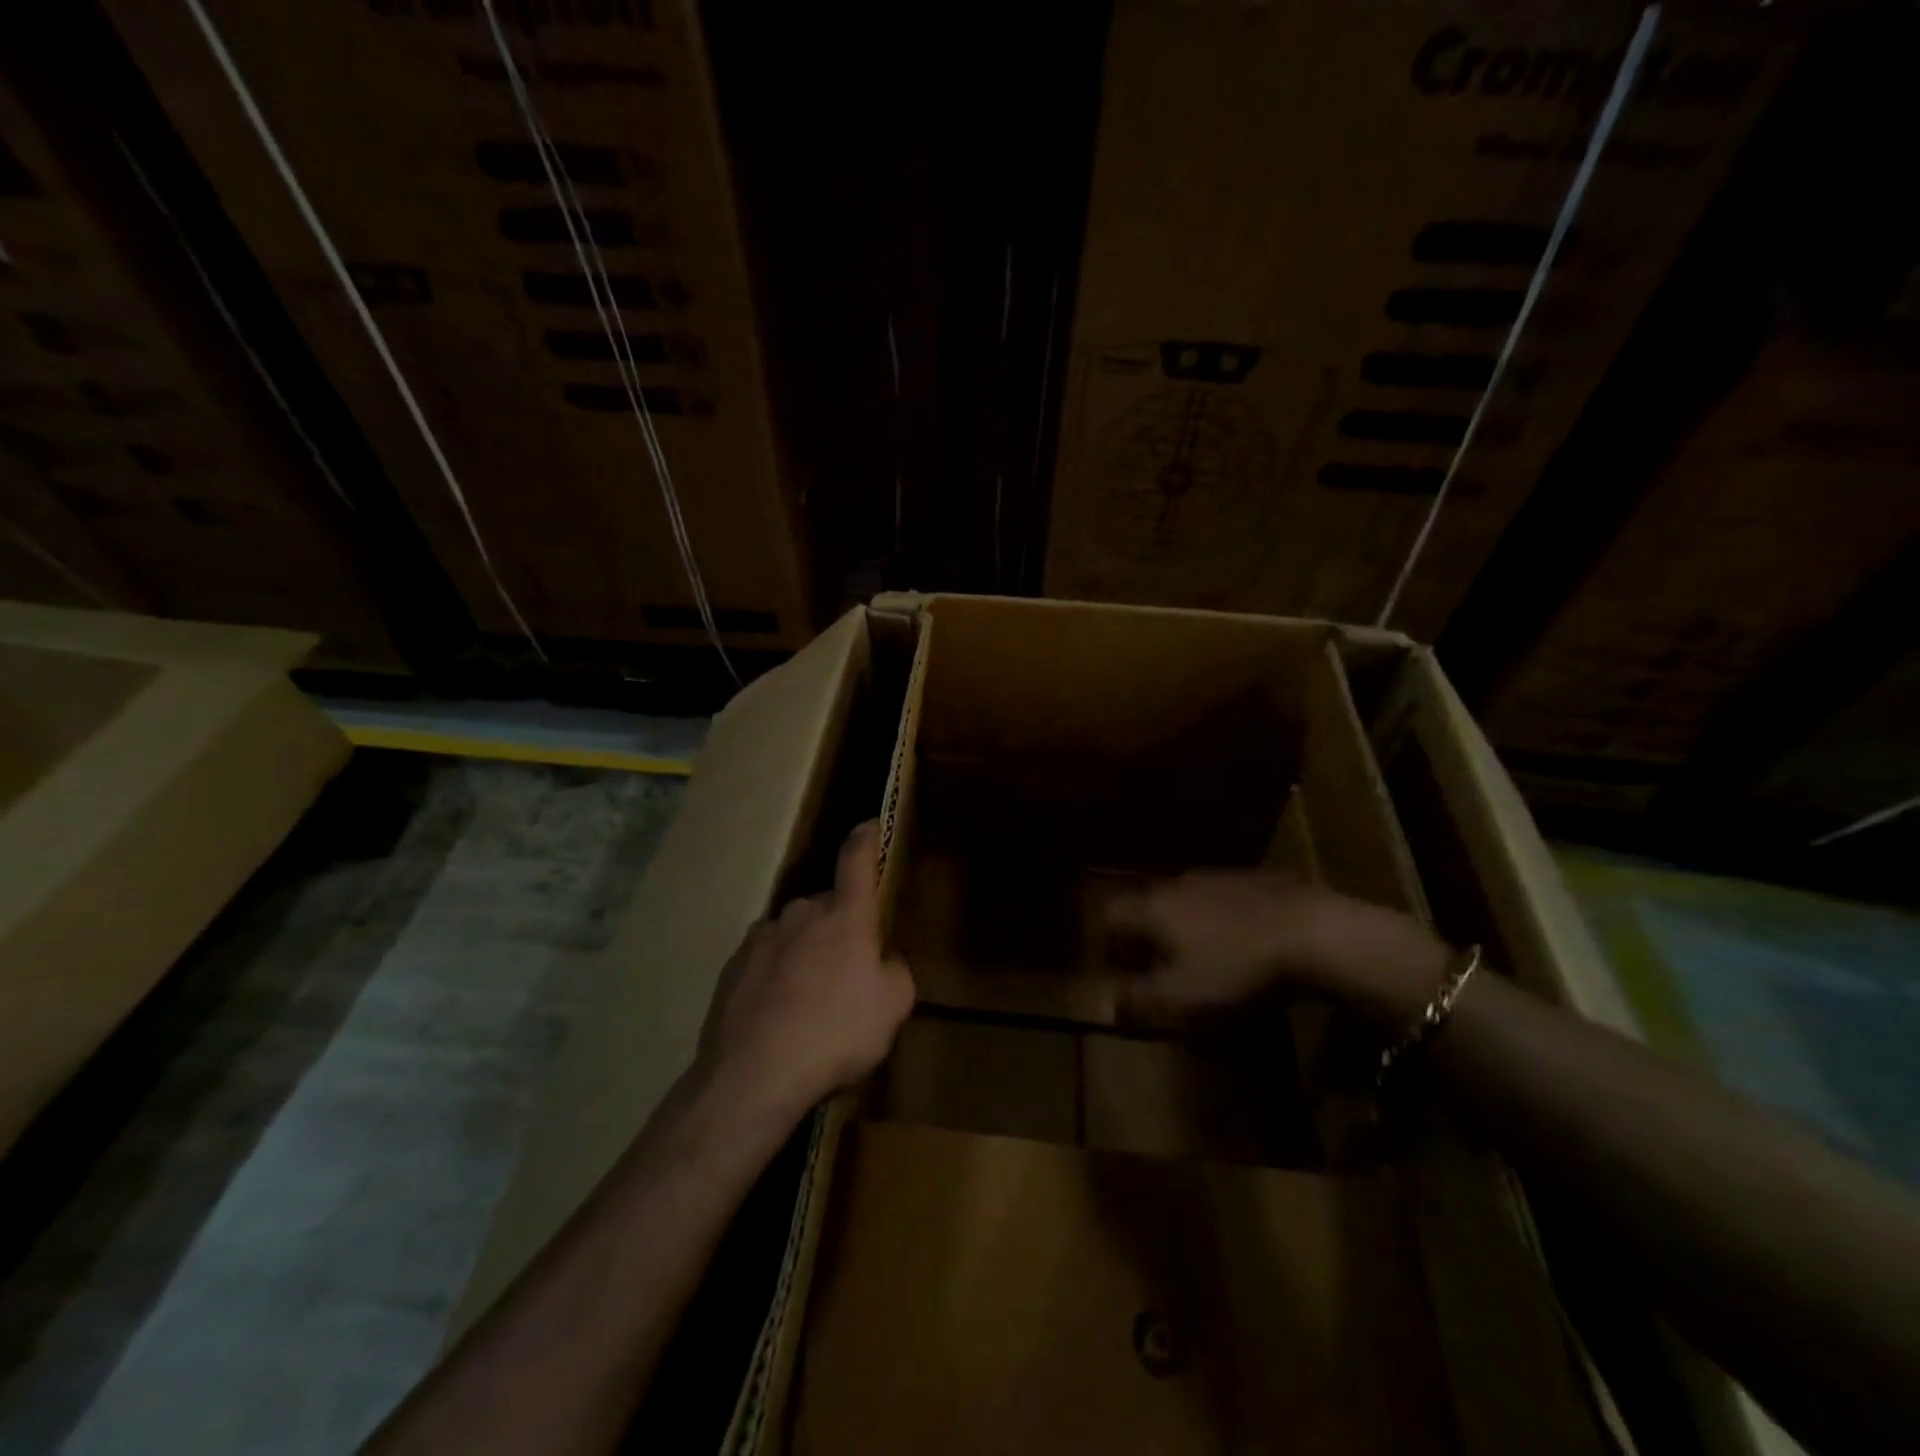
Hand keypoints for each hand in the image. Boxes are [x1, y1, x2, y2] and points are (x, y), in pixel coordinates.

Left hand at [697, 821, 914, 1128]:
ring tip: (811, 1001)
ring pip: (796, 933)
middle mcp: (802, 913)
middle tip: (849, 971)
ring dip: (807, 952)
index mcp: (846, 915)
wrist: (753, 1075)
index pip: (857, 858)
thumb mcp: (893, 1007)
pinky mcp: (734, 965)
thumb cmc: (836, 1034)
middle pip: (829, 906)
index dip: (867, 837)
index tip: (871, 824)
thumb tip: (883, 958)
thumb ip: (895, 970)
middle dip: (841, 927)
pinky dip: (777, 974)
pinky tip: (779, 1013)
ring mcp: (763, 936)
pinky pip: (767, 958)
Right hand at [1104, 870, 1448, 1025]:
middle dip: (1145, 929)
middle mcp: (1178, 884)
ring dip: (1184, 920)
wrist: (1314, 932)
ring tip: (1201, 950)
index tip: (1113, 963)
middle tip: (1154, 959)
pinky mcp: (1256, 878)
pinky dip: (1222, 915)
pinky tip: (1243, 937)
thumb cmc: (1236, 968)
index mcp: (1154, 908)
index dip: (1107, 938)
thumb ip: (1140, 999)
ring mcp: (1219, 876)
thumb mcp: (1183, 996)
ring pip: (1186, 897)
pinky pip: (1224, 896)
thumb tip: (1109, 1003)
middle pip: (1148, 902)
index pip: (1112, 914)